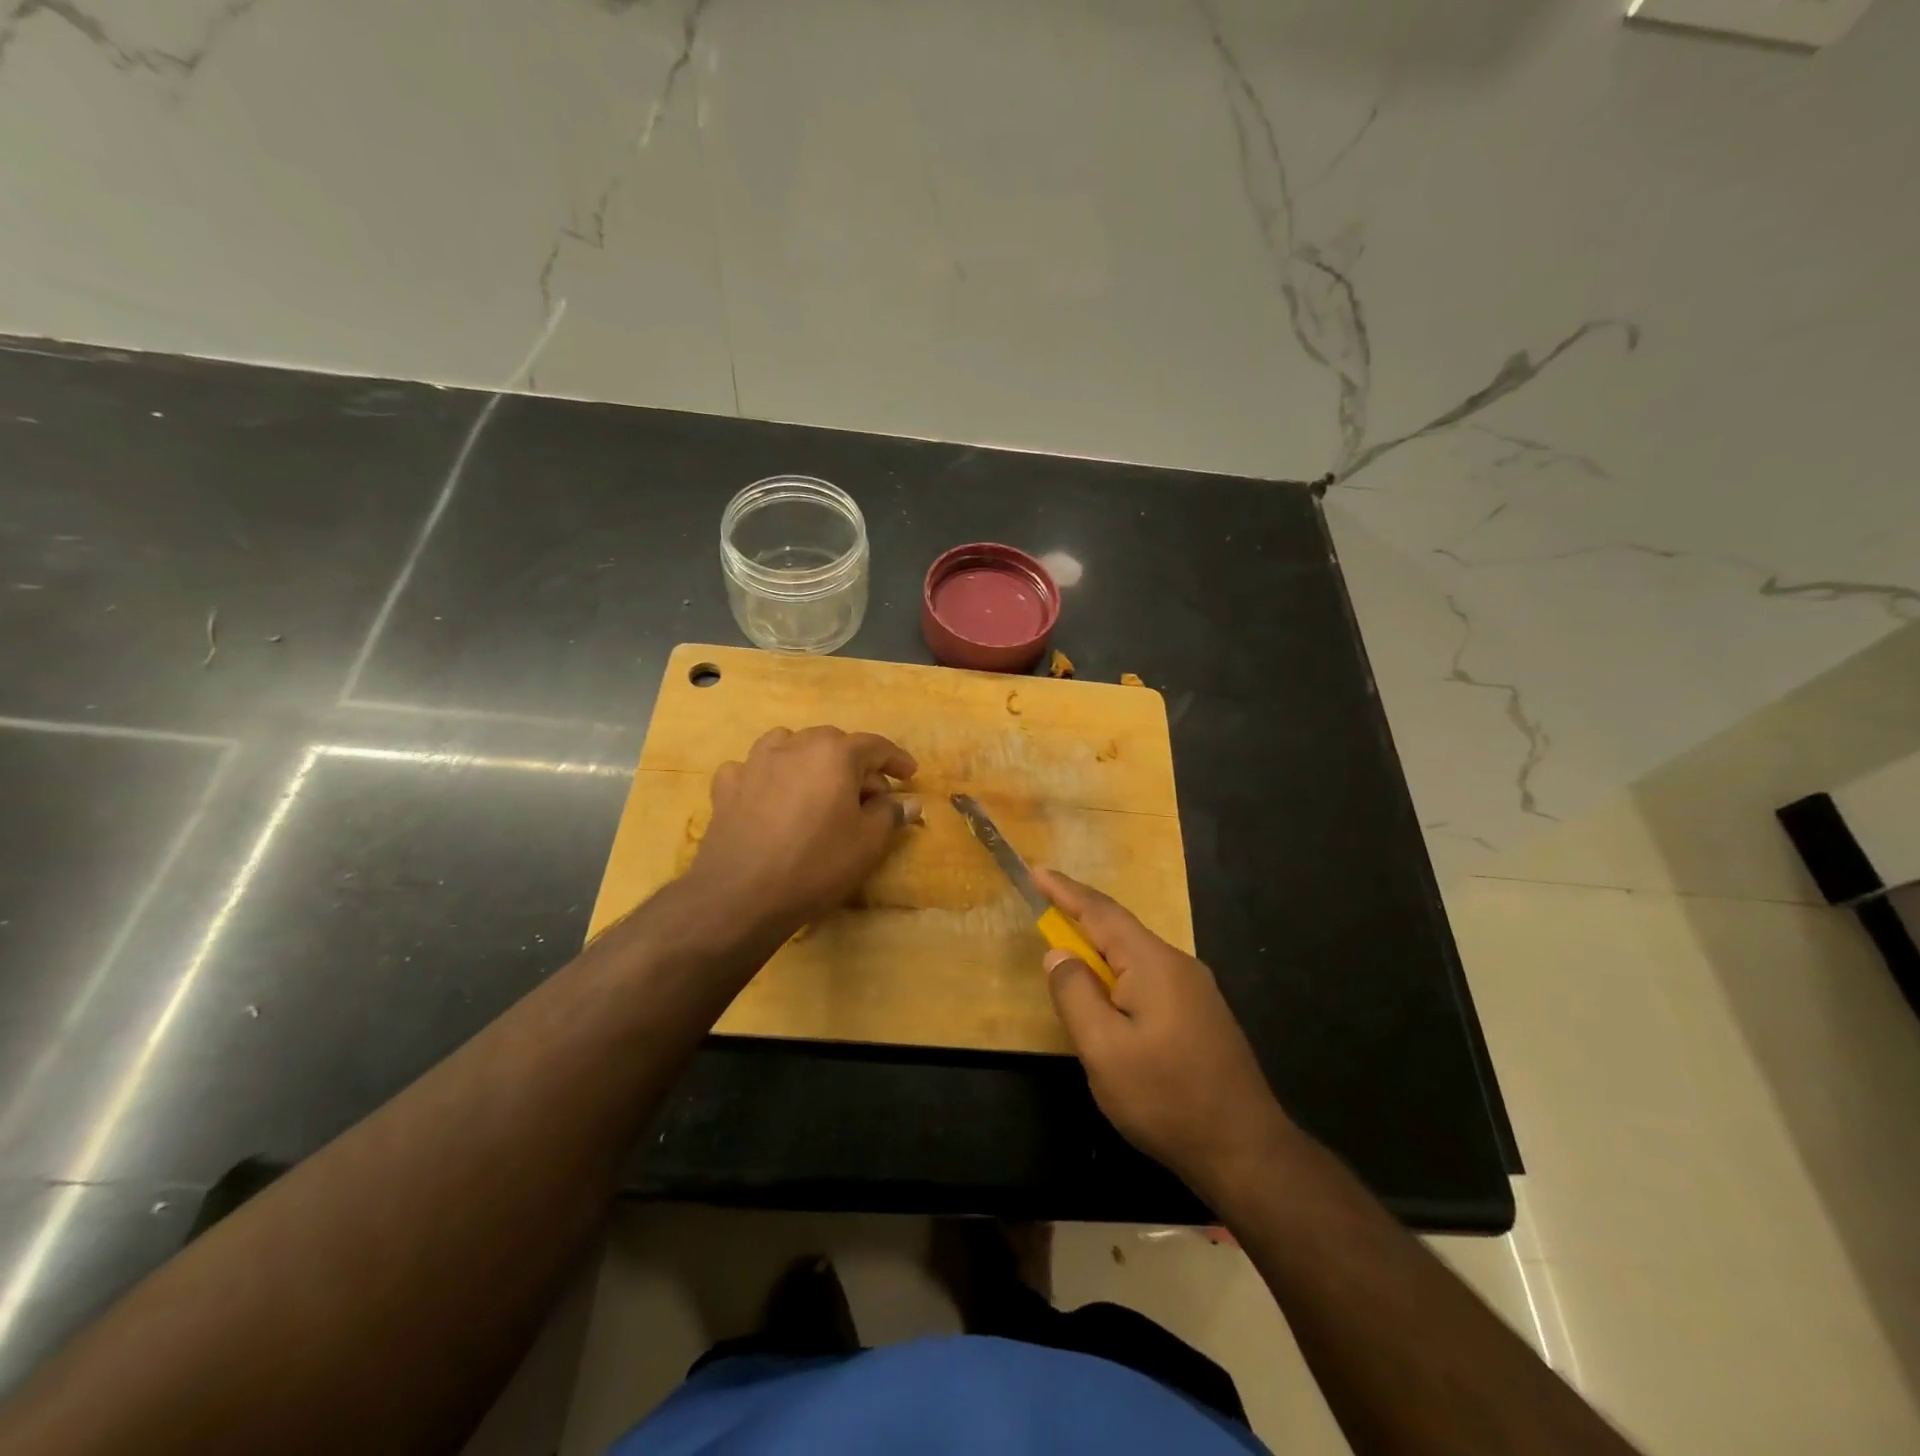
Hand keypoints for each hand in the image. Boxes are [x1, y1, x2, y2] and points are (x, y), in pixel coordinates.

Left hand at [685, 726, 918, 938]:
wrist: (742, 894)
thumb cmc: (816, 864)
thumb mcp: (868, 843)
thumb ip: (890, 814)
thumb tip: (908, 802)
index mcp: (834, 752)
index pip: (875, 746)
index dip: (896, 760)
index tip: (910, 775)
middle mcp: (794, 745)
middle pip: (833, 743)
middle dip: (855, 765)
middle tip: (869, 797)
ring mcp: (755, 762)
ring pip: (790, 746)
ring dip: (810, 761)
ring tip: (818, 789)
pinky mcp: (727, 785)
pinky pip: (754, 769)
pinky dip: (768, 778)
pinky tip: (770, 798)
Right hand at [1035, 867, 1292, 1202]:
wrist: (1246, 1150)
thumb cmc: (1166, 1097)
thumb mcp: (1104, 1049)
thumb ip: (1075, 994)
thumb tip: (1059, 954)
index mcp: (1153, 963)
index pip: (1101, 912)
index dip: (1065, 891)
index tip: (1037, 871)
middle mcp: (1178, 965)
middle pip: (1121, 930)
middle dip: (1081, 918)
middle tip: (1046, 911)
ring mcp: (1196, 990)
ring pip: (1136, 957)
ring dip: (1100, 951)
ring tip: (1071, 956)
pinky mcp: (1202, 1015)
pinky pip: (1150, 978)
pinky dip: (1120, 975)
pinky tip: (1111, 1000)